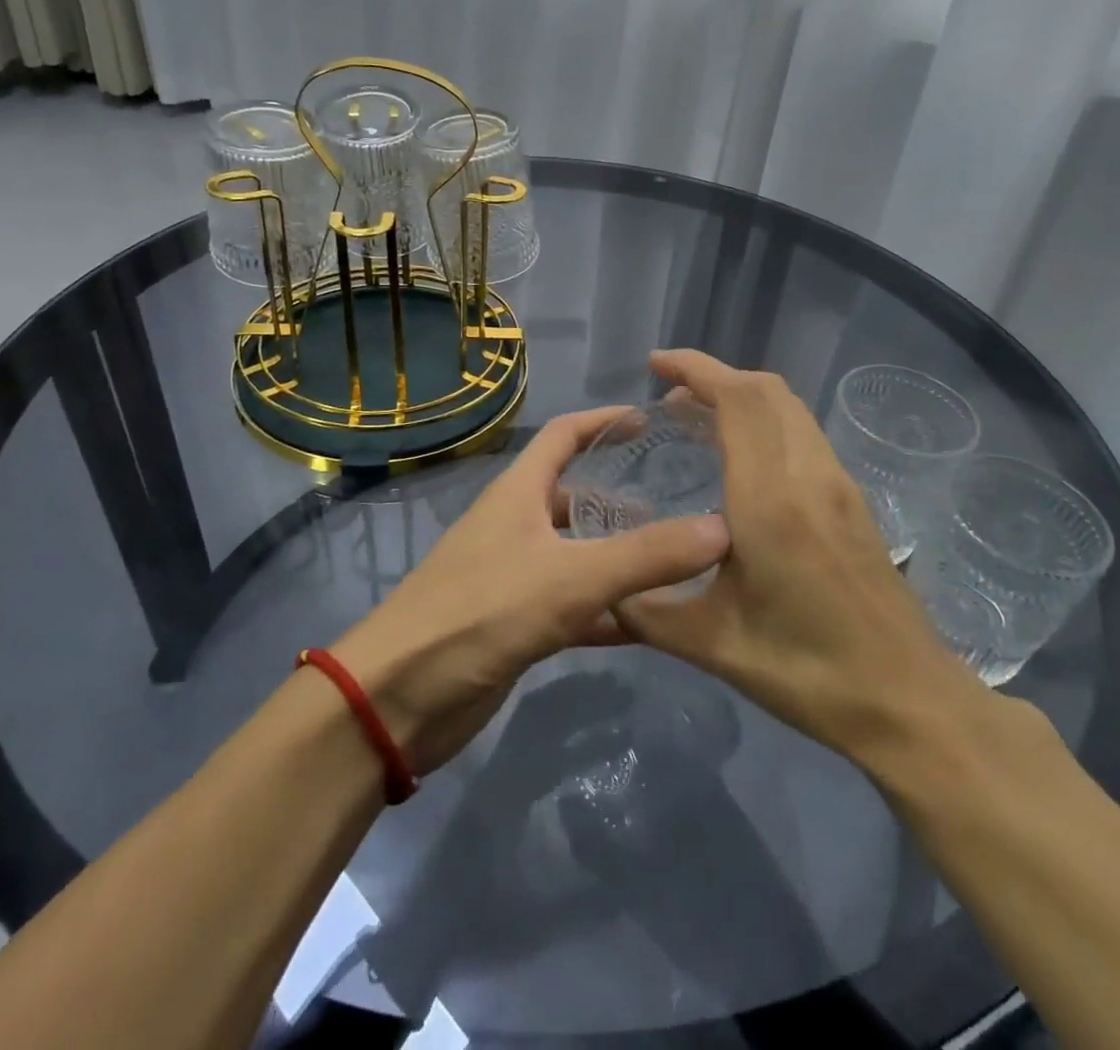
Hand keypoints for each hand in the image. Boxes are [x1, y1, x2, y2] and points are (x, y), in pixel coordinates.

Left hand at [331, 407, 730, 774]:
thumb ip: (645, 556)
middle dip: (622, 497)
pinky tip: (652, 623)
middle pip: (574, 496)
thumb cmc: (479, 614)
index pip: (563, 435)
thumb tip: (722, 529)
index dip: (603, 420)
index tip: (651, 419)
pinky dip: (610, 609)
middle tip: (681, 504)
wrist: (397, 700)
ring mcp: (515, 577)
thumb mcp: (569, 578)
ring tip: (678, 561)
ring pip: (579, 554)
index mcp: (518, 493)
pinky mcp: (516, 625)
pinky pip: (575, 605)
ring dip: (621, 556)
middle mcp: (516, 526)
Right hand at [613, 350, 996, 773]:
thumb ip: (649, 610)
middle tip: (670, 397)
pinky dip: (767, 422)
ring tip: (698, 421)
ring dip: (744, 398)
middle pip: (767, 391)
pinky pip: (804, 434)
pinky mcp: (854, 502)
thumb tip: (604, 590)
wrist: (909, 701)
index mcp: (771, 501)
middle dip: (716, 377)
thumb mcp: (714, 644)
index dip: (697, 369)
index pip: (739, 401)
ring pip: (790, 409)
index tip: (656, 364)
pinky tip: (743, 462)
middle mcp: (810, 476)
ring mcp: (839, 485)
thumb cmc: (809, 672)